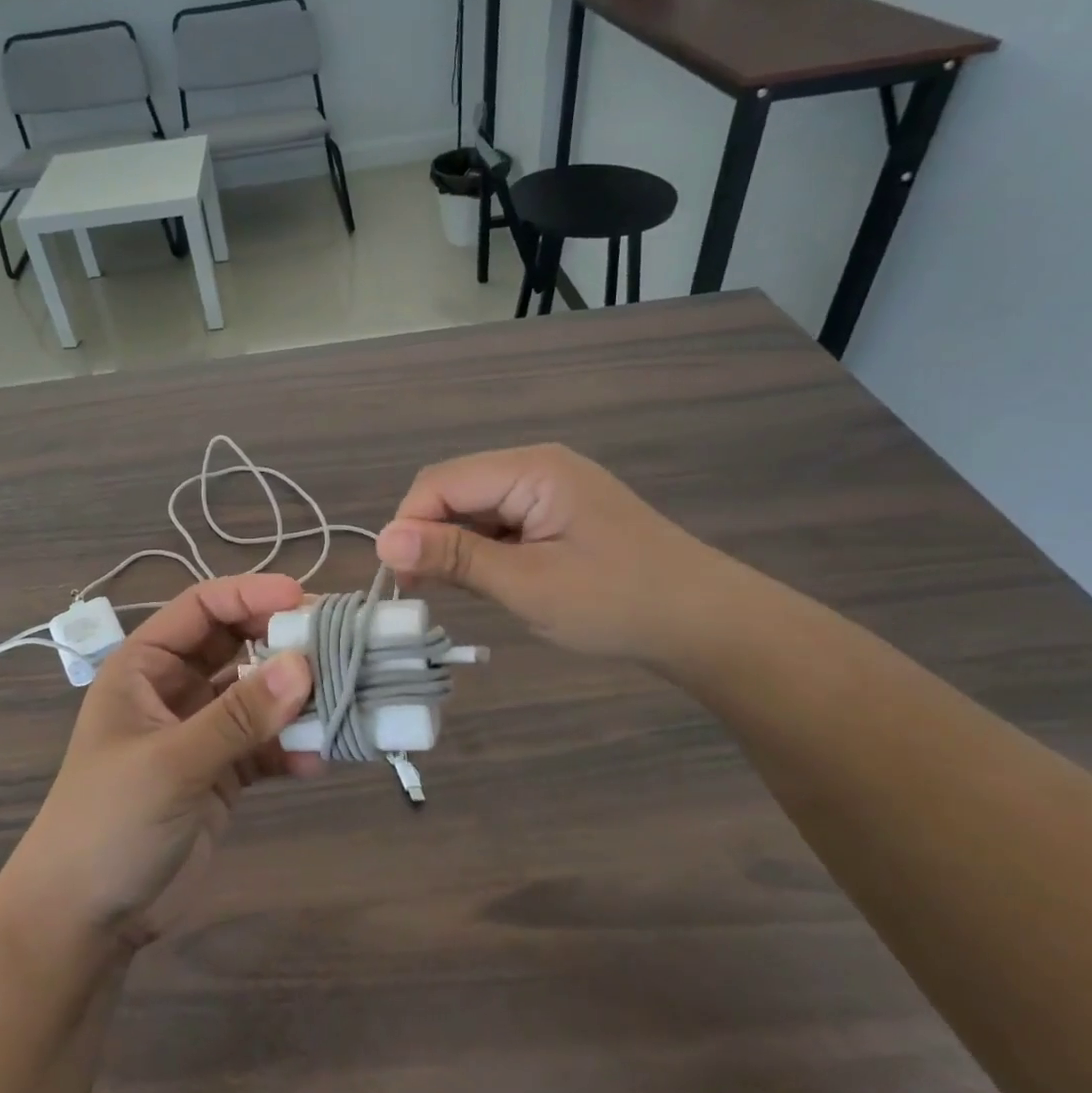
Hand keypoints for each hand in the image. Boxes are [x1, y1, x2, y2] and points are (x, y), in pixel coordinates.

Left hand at [0, 575, 318, 952]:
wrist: (85, 921)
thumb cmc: (108, 823)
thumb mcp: (171, 763)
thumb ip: (238, 716)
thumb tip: (303, 666)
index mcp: (145, 666)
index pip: (202, 608)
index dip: (251, 594)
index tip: (304, 599)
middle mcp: (174, 688)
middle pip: (237, 644)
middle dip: (283, 641)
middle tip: (337, 643)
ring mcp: (201, 730)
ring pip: (257, 694)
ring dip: (296, 697)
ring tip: (342, 698)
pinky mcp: (222, 772)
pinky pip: (265, 744)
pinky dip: (291, 747)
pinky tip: (318, 758)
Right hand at [375, 444, 724, 664]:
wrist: (709, 625)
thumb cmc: (617, 602)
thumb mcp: (527, 584)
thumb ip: (454, 557)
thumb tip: (382, 540)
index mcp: (531, 468)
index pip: (442, 481)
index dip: (409, 524)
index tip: (397, 577)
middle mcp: (536, 467)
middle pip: (456, 490)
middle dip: (429, 534)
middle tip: (419, 589)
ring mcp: (550, 490)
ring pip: (475, 508)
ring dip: (455, 545)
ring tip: (452, 591)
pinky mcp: (558, 515)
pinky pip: (501, 522)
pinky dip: (483, 550)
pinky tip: (487, 581)